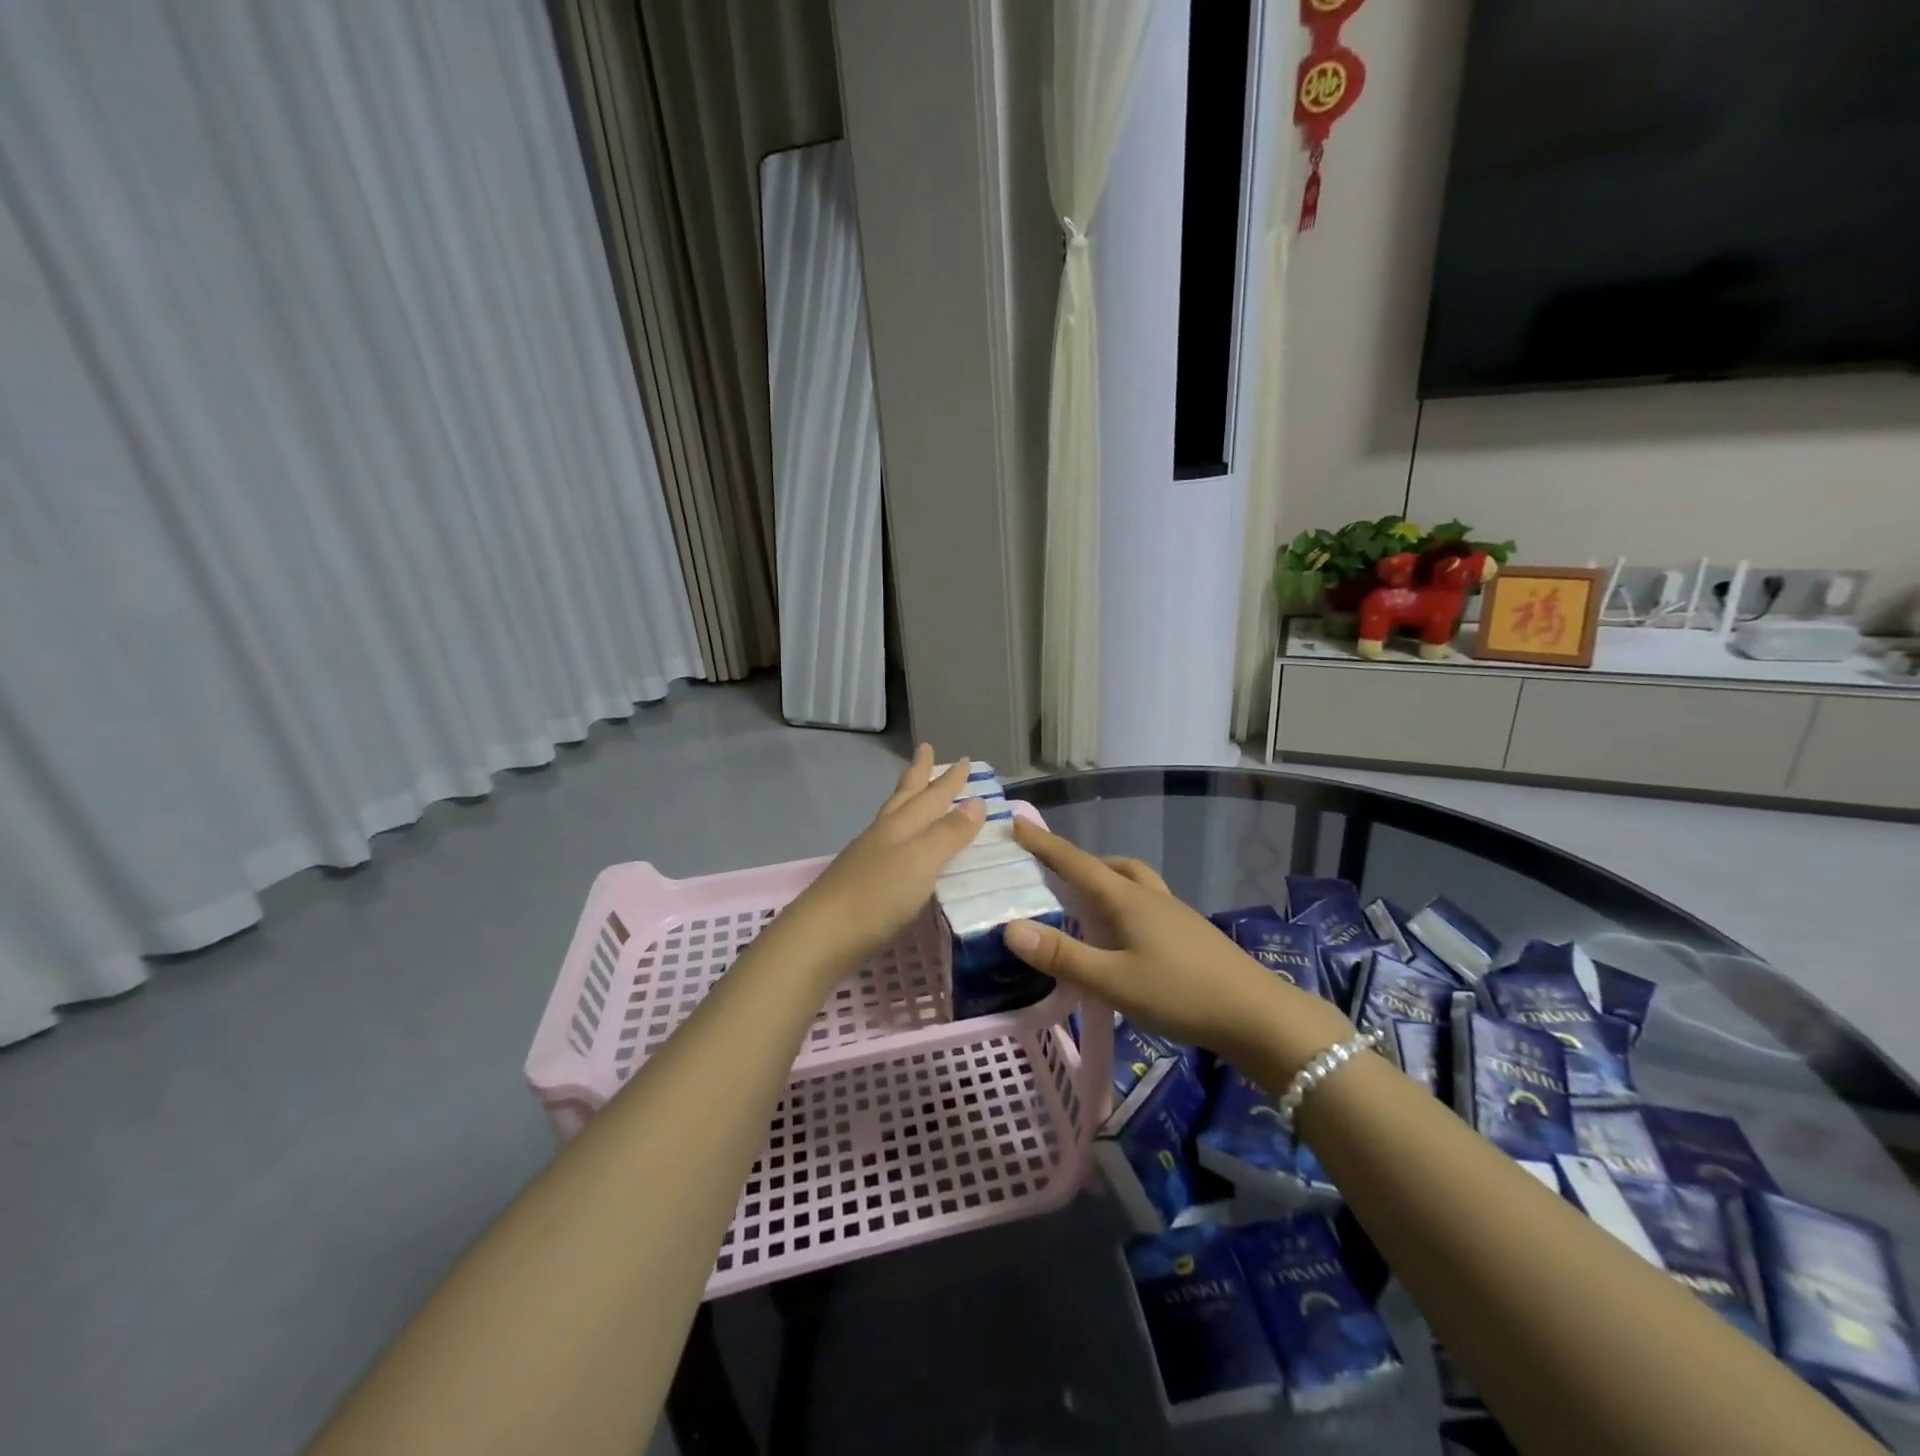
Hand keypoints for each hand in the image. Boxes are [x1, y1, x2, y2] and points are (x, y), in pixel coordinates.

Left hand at [782, 745, 985, 972]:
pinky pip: (887, 843)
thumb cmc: (878, 895)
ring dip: (907, 799)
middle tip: (926, 749)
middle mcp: (884, 834)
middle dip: (919, 775)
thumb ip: (948, 833)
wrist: (823, 935)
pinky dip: (900, 833)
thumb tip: (976, 802)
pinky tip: (900, 844)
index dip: (949, 779)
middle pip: (905, 796)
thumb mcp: (922, 861)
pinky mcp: (860, 881)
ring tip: (913, 790)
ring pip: (892, 817)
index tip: (966, 759)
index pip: (931, 796)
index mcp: (901, 826)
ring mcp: (868, 857)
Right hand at [1003, 820, 1351, 1070]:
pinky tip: (1122, 936)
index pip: (1075, 862)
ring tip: (1084, 905)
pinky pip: (1145, 903)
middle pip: (1107, 866)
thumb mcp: (1113, 980)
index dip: (1043, 843)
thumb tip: (1010, 928)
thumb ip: (1062, 955)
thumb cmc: (1180, 993)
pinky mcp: (1188, 933)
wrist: (1257, 1015)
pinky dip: (1124, 905)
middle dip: (1075, 864)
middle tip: (1050, 877)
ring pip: (1131, 882)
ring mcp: (1173, 913)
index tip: (1016, 822)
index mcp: (1126, 899)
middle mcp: (1149, 896)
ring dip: (1104, 881)